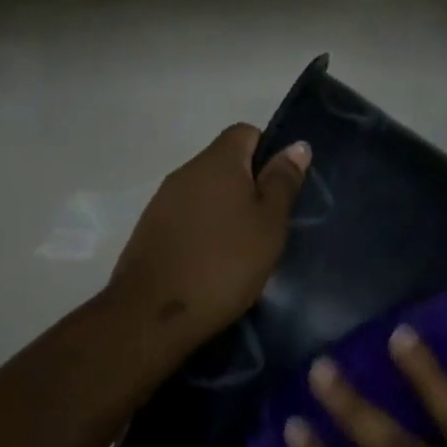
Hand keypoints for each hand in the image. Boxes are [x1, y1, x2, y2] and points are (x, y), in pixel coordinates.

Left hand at [107, 125, 310, 351]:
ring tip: (242, 248)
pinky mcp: (149, 229)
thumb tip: (296, 145)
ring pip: (204, 192)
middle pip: (224, 163)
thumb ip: (282, 183)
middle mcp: (185, 171)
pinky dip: (202, 230)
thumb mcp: (268, 225)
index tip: (280, 191)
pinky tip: (212, 261)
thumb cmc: (224, 264)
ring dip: (224, 210)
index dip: (268, 154)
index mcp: (217, 161)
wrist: (154, 313)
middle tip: (267, 225)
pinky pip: (186, 216)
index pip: (245, 132)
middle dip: (248, 186)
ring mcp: (162, 200)